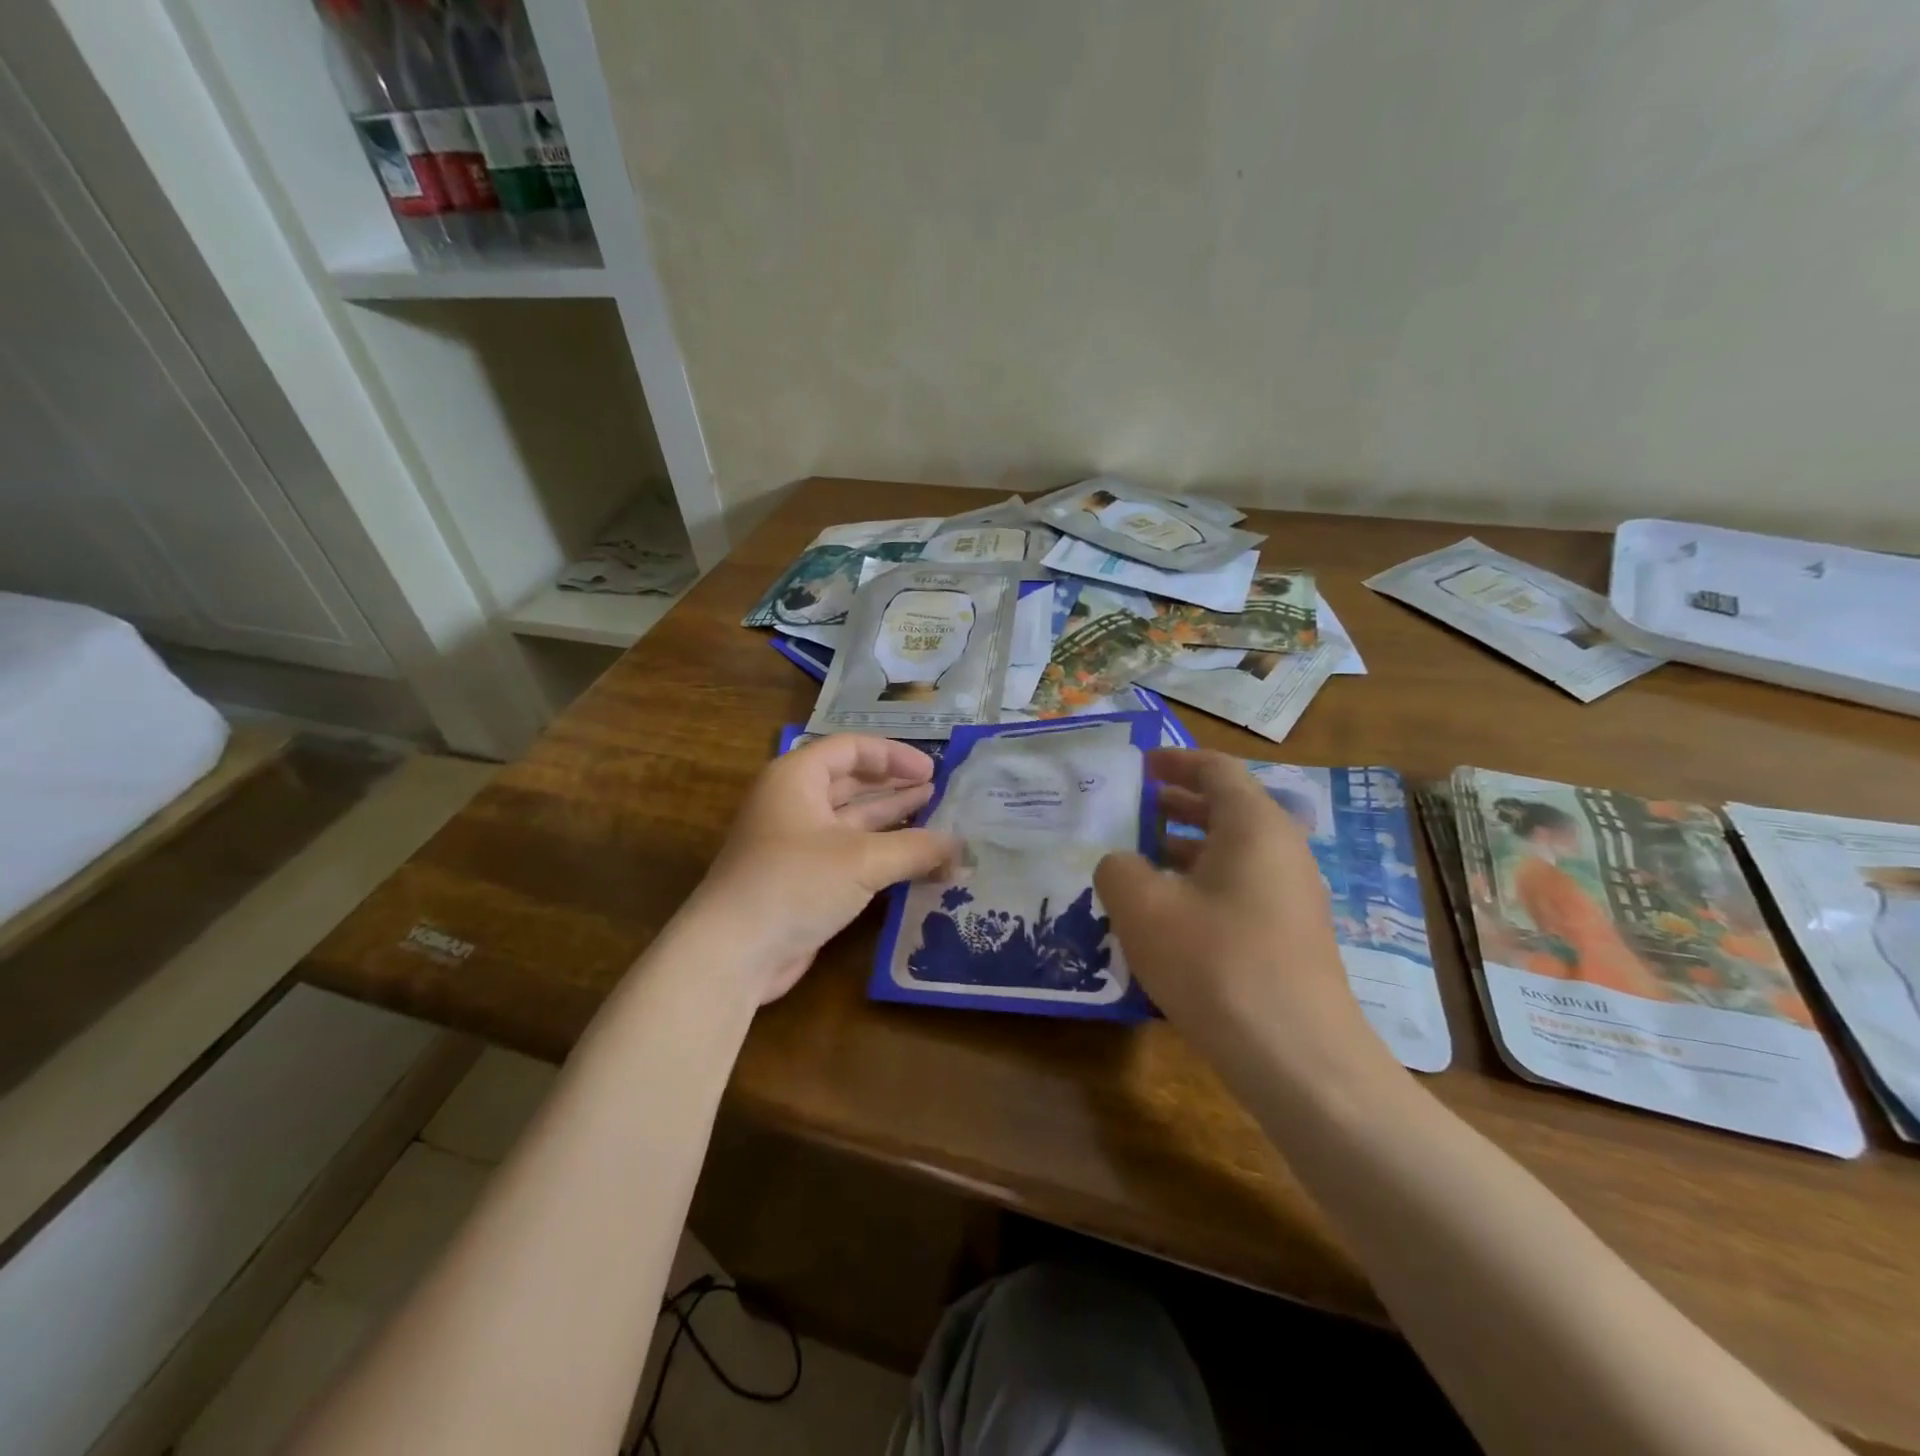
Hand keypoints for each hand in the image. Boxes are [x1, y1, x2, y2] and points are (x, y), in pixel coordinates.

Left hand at [688, 735, 956, 1003]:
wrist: (733, 953)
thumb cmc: (795, 883)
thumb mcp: (863, 859)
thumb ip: (916, 849)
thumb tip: (961, 849)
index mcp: (797, 778)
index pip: (851, 748)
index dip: (894, 756)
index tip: (932, 772)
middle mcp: (795, 803)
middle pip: (852, 782)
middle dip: (895, 787)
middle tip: (940, 793)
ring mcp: (797, 843)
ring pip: (853, 821)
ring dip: (893, 821)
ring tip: (937, 820)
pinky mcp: (804, 879)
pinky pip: (850, 855)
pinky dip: (882, 855)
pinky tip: (916, 862)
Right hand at [1094, 750, 1392, 1080]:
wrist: (1296, 1058)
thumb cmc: (1216, 962)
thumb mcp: (1143, 907)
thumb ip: (1118, 869)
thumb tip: (1122, 864)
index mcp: (1254, 826)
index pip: (1216, 771)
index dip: (1175, 762)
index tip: (1140, 765)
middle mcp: (1282, 851)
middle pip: (1227, 809)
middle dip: (1177, 805)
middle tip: (1133, 809)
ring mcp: (1291, 897)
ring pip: (1232, 854)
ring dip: (1185, 849)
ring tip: (1139, 861)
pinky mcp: (1289, 937)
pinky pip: (1239, 890)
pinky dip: (1200, 885)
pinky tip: (1167, 916)